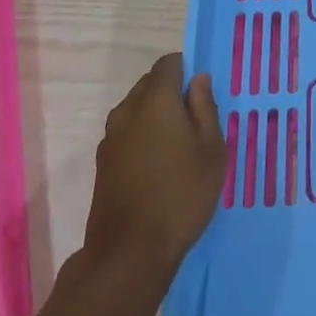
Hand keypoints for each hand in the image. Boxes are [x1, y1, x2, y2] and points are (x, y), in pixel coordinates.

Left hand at [79, 55, 225, 283]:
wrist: (129, 252)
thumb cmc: (181, 194)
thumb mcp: (211, 149)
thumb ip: (205, 108)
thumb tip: (199, 80)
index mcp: (155, 100)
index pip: (169, 63)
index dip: (188, 70)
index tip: (203, 93)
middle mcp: (127, 111)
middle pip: (150, 84)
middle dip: (172, 92)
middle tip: (196, 121)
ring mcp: (110, 138)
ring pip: (136, 110)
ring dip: (156, 116)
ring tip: (178, 146)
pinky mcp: (103, 163)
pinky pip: (127, 134)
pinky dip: (142, 137)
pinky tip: (158, 166)